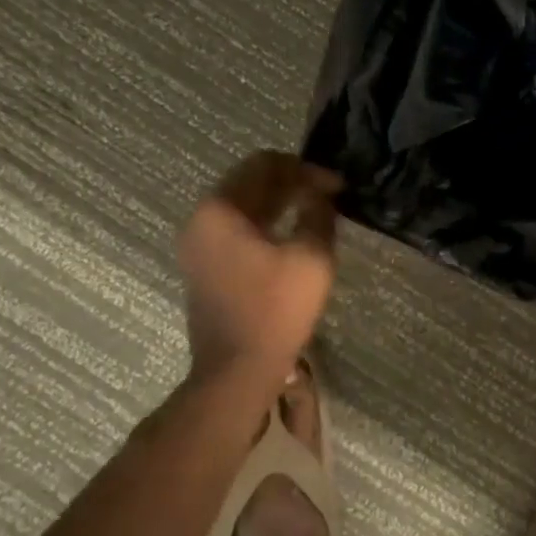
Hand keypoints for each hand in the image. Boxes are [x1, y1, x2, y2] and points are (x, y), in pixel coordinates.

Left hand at [178, 151, 342, 380]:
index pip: (264, 164)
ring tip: (315, 210)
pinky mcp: (205, 266)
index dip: (305, 169)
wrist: (236, 371)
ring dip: (280, 201)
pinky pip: (237, 228)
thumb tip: (321, 196)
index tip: (337, 185)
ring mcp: (198, 244)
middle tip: (329, 194)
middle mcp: (201, 219)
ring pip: (244, 205)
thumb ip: (318, 215)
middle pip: (250, 181)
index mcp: (220, 209)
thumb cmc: (275, 310)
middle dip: (292, 182)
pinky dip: (266, 222)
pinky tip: (292, 233)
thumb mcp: (311, 257)